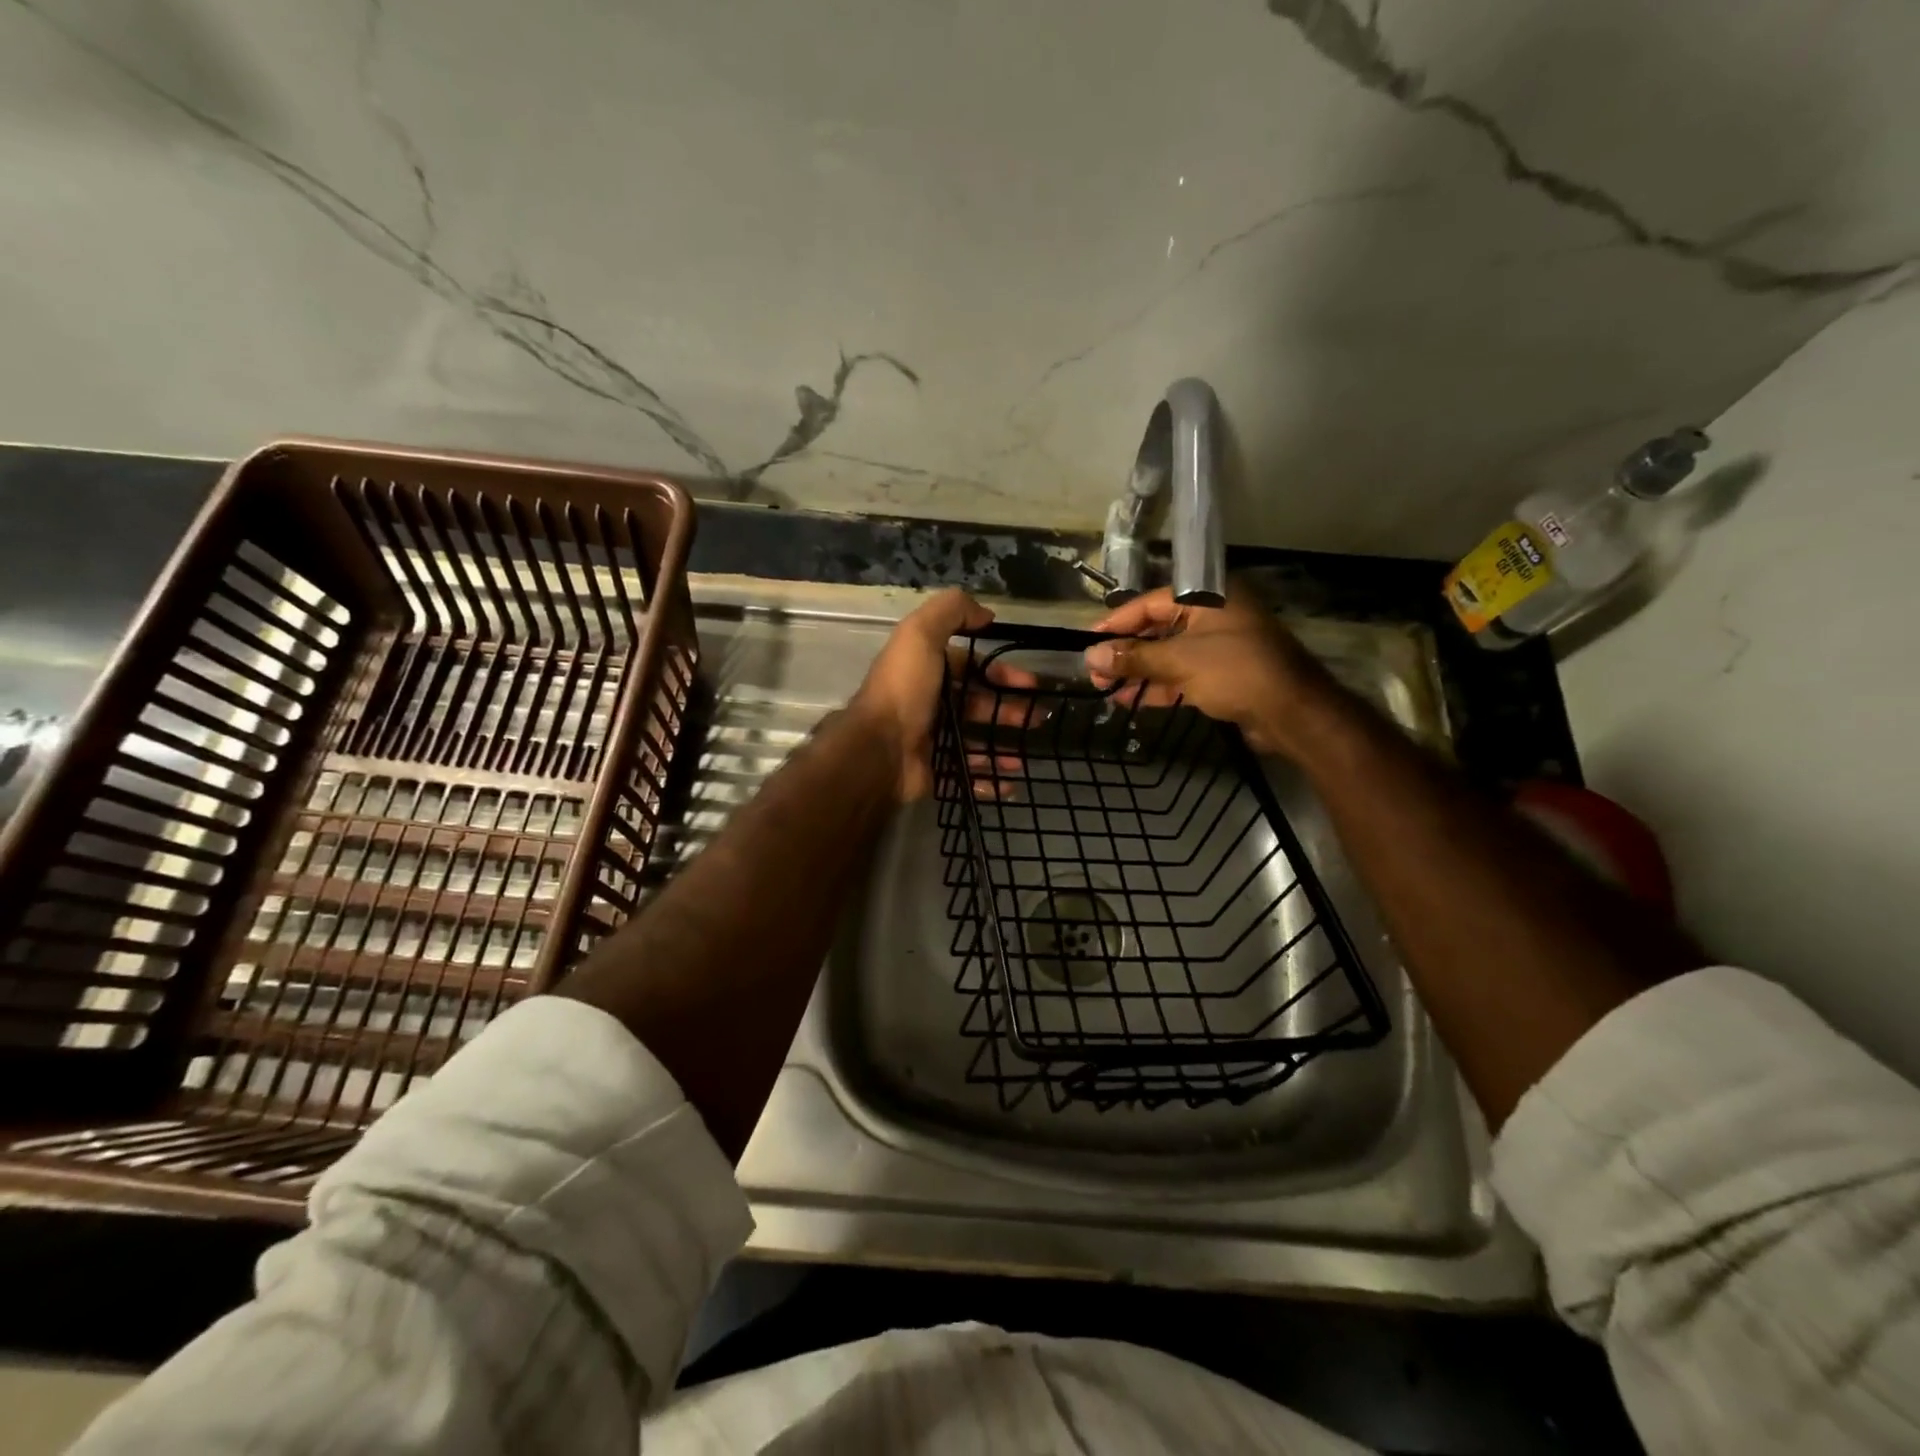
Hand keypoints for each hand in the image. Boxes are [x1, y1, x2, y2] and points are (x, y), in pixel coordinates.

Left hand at [849, 589, 1031, 801]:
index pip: (970, 667)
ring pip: (977, 739)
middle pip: (978, 703)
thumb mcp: (920, 635)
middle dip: (1009, 708)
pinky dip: (991, 778)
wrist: (879, 750)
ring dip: (1004, 742)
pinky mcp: (936, 771)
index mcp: (926, 670)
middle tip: (1037, 717)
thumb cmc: (904, 690)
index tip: (1029, 683)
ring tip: (1028, 752)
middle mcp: (929, 703)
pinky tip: (1012, 780)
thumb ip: (951, 611)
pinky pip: (970, 775)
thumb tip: (985, 614)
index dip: (1000, 671)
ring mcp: (932, 739)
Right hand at [1082, 585, 1331, 756]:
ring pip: (1169, 655)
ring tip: (1105, 690)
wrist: (1293, 712)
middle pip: (1158, 629)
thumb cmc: (1236, 672)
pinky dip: (1159, 686)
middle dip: (1125, 652)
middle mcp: (1214, 616)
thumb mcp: (1179, 661)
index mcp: (1208, 597)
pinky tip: (1130, 700)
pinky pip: (1182, 674)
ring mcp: (1220, 646)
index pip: (1150, 603)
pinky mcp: (1223, 674)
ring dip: (1138, 672)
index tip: (1088, 642)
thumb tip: (1090, 657)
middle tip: (1095, 673)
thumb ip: (1134, 658)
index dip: (1116, 624)